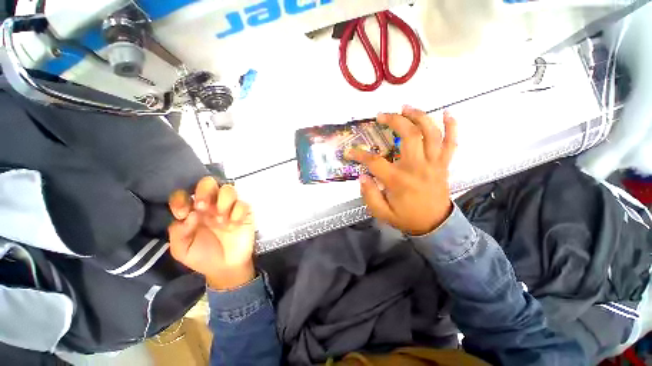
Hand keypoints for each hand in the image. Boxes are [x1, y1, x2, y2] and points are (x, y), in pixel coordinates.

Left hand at [168, 176, 255, 289]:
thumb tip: (190, 214)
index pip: (184, 194)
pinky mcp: (244, 213)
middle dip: (204, 191)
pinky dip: (238, 212)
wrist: (226, 267)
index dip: (181, 198)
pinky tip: (234, 225)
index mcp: (192, 211)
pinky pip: (243, 204)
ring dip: (223, 202)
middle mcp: (210, 205)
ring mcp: (229, 208)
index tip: (183, 214)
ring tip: (221, 220)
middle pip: (208, 182)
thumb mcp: (182, 249)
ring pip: (228, 189)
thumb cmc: (202, 257)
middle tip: (203, 207)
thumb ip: (178, 232)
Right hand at [346, 106, 457, 234]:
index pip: (375, 162)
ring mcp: (434, 164)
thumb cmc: (407, 218)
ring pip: (431, 133)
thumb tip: (362, 176)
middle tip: (382, 116)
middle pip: (409, 136)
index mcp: (399, 180)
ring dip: (419, 117)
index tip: (349, 152)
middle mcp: (417, 167)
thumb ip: (369, 195)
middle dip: (394, 121)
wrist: (435, 226)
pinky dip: (452, 127)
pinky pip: (452, 143)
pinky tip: (446, 113)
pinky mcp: (444, 165)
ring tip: (406, 107)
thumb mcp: (382, 213)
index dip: (359, 155)